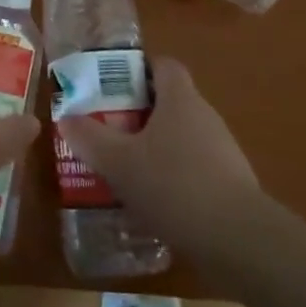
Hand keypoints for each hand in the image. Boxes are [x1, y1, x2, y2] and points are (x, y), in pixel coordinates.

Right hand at [58, 58, 264, 252]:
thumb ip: (90, 138)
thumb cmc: (174, 185)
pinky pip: (196, 169)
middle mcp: (205, 116)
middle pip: (171, 102)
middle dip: (140, 114)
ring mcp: (224, 151)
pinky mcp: (233, 185)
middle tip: (110, 131)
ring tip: (127, 171)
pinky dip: (176, 178)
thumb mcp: (119, 162)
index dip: (139, 70)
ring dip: (157, 149)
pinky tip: (156, 204)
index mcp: (180, 99)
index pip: (163, 65)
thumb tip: (66, 117)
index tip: (112, 88)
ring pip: (182, 138)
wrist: (240, 241)